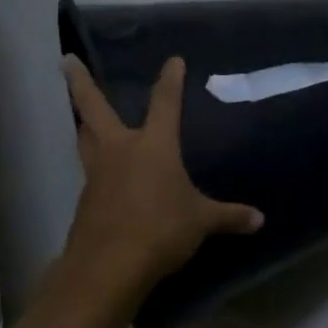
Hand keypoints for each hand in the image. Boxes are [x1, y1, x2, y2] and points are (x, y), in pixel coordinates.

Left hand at [57, 55, 263, 299]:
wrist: (108, 267)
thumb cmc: (161, 229)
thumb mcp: (202, 221)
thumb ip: (230, 216)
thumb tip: (260, 220)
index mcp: (154, 146)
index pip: (164, 103)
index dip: (170, 80)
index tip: (173, 60)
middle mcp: (120, 151)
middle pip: (95, 109)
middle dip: (81, 84)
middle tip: (66, 62)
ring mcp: (97, 175)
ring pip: (85, 139)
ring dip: (83, 122)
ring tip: (82, 114)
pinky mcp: (86, 201)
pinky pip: (90, 172)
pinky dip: (94, 164)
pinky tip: (105, 174)